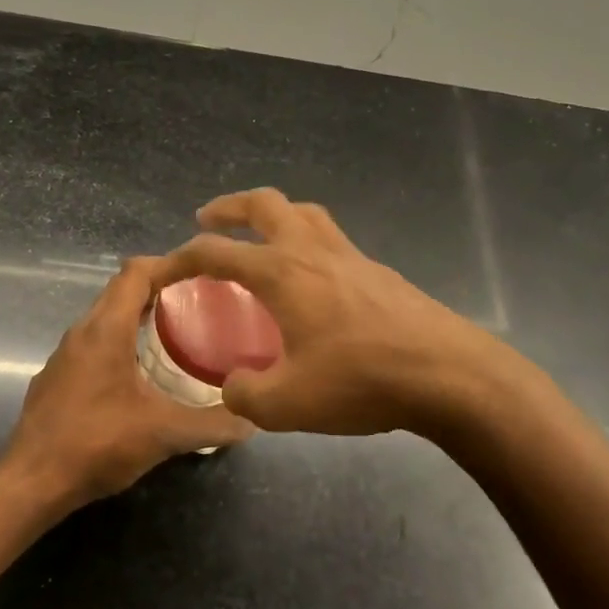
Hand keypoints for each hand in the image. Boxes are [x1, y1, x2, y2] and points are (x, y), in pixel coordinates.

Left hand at [0, 257, 252, 505]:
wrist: (32, 482)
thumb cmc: (97, 444)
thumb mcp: (164, 435)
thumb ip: (211, 425)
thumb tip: (251, 421)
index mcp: (106, 330)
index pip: (135, 272)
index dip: (168, 263)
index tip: (202, 271)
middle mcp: (81, 332)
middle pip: (120, 290)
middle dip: (158, 287)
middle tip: (199, 300)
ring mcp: (64, 355)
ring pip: (104, 318)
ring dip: (136, 315)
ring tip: (175, 331)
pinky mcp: (56, 378)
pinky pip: (92, 344)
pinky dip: (119, 342)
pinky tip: (138, 373)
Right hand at [154, 188, 511, 435]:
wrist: (448, 374)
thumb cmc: (360, 381)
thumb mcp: (286, 404)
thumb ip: (246, 394)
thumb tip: (235, 385)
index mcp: (281, 273)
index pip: (215, 252)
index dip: (179, 258)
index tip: (160, 271)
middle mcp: (312, 251)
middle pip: (264, 204)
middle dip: (229, 207)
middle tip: (208, 220)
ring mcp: (350, 256)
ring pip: (304, 213)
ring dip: (272, 215)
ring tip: (259, 237)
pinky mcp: (378, 272)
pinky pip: (331, 239)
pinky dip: (306, 242)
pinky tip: (310, 280)